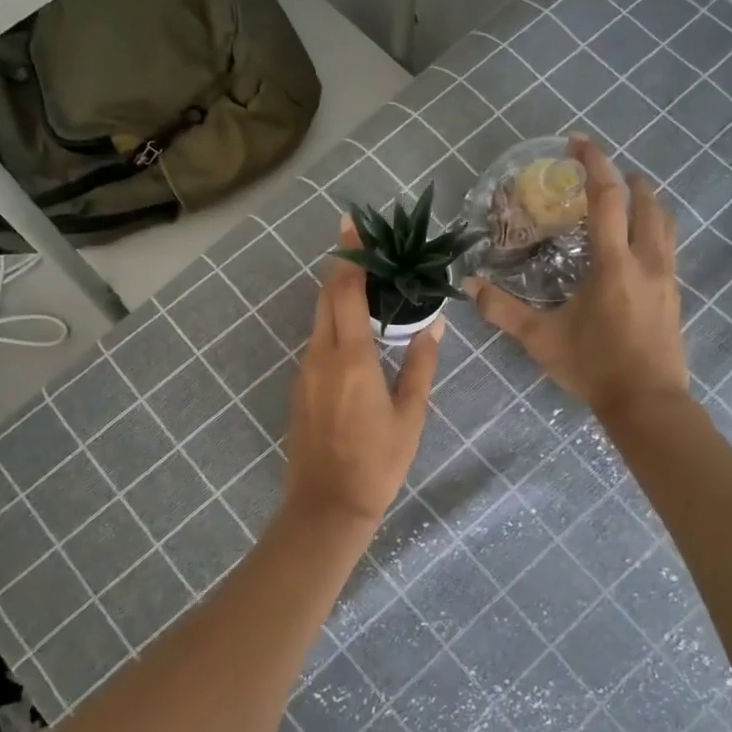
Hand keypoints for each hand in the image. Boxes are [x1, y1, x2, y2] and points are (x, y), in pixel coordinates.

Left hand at [280, 220, 444, 531]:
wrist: (326, 506)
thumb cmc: (377, 461)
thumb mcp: (410, 414)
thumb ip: (421, 364)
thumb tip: (433, 325)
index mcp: (350, 357)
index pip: (346, 291)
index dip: (350, 255)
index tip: (352, 224)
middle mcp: (320, 355)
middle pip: (326, 297)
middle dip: (342, 268)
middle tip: (366, 250)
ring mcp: (304, 371)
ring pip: (318, 320)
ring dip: (338, 298)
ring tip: (369, 290)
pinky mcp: (299, 388)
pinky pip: (316, 343)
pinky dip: (333, 326)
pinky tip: (356, 336)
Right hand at [466, 136, 688, 416]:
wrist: (647, 403)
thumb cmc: (593, 367)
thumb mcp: (540, 339)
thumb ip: (502, 310)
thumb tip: (469, 286)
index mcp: (614, 264)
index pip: (607, 199)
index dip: (594, 165)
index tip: (579, 143)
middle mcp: (646, 261)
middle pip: (647, 203)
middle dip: (626, 180)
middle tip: (602, 173)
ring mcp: (667, 278)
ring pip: (664, 224)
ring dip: (646, 203)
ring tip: (624, 200)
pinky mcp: (674, 295)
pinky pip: (666, 247)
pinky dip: (652, 229)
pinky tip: (635, 246)